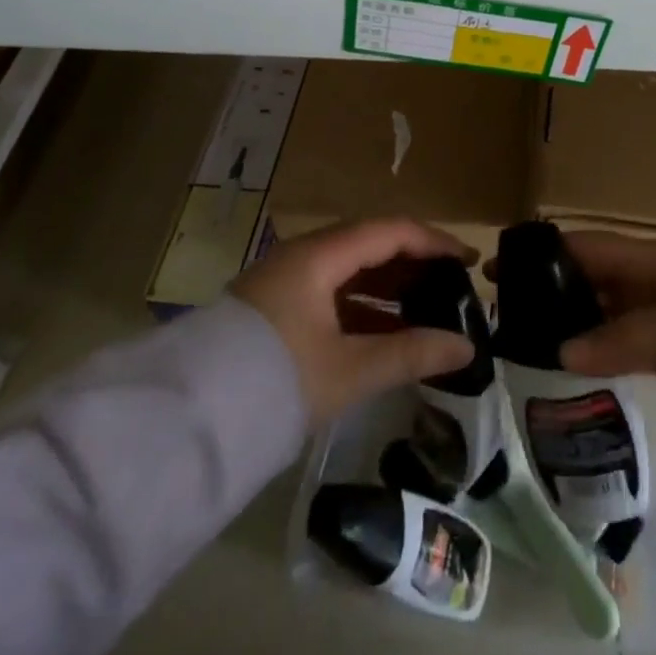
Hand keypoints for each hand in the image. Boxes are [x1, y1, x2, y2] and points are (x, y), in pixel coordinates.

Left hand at [233, 218, 478, 423]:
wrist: (188, 423)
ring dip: (388, 285)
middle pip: (370, 244)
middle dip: (413, 261)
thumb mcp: (349, 369)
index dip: (433, 241)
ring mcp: (285, 282)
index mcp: (319, 256)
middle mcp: (302, 256)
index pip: (389, 231)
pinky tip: (385, 331)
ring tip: (426, 307)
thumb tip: (466, 347)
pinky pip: (331, 293)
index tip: (467, 259)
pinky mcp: (274, 309)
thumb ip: (410, 354)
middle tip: (451, 283)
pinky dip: (362, 306)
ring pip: (349, 270)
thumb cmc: (277, 381)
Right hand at [491, 230, 655, 380]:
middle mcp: (651, 276)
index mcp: (649, 259)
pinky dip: (596, 341)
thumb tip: (560, 353)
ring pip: (604, 305)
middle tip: (508, 305)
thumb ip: (615, 340)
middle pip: (592, 273)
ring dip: (572, 315)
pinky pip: (621, 332)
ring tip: (529, 333)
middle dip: (552, 284)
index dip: (544, 252)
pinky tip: (572, 357)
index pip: (586, 246)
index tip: (501, 264)